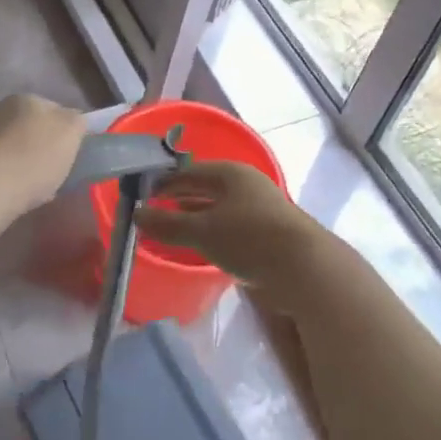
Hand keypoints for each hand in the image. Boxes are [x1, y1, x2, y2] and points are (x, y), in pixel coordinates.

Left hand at [0, 94, 87, 236]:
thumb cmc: (32, 158)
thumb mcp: (71, 133)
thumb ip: (77, 122)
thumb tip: (74, 122)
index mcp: (26, 98)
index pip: (55, 110)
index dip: (67, 133)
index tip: (72, 156)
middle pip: (30, 129)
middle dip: (42, 149)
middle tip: (54, 175)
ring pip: (11, 149)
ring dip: (21, 165)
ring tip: (32, 191)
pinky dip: (3, 180)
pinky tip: (9, 196)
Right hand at [135, 161, 337, 310]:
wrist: (305, 268)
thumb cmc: (249, 239)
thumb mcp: (202, 232)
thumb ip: (167, 224)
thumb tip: (136, 214)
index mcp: (230, 173)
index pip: (189, 171)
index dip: (165, 181)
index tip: (143, 194)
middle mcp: (245, 184)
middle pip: (205, 186)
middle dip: (180, 197)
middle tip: (154, 209)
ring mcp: (259, 207)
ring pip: (219, 207)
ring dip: (195, 215)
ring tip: (172, 227)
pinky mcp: (268, 232)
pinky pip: (230, 225)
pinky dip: (212, 231)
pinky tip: (201, 245)